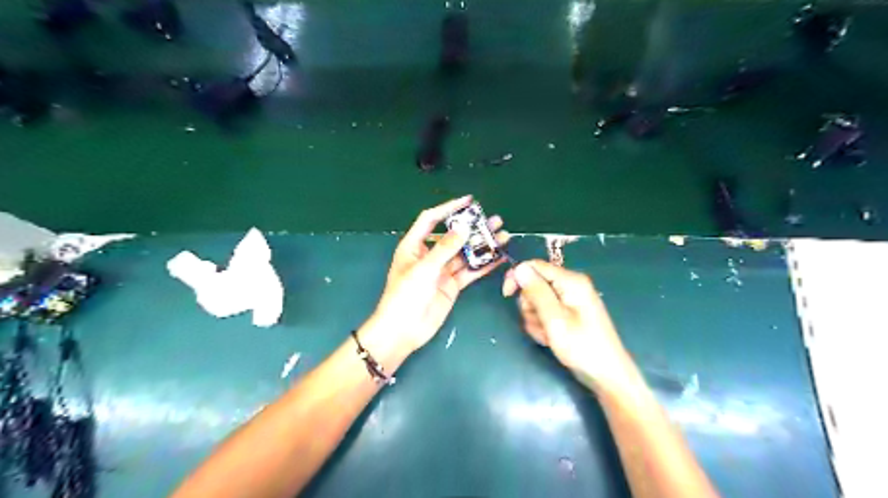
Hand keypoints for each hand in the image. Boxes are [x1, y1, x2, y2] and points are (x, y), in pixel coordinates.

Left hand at [361, 195, 509, 368]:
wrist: (403, 330)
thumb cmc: (405, 295)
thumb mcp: (423, 269)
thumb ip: (444, 249)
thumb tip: (463, 228)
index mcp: (414, 246)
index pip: (431, 219)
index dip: (448, 208)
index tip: (468, 201)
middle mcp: (429, 255)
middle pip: (453, 236)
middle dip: (473, 228)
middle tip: (494, 220)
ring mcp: (442, 271)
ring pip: (465, 254)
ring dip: (482, 245)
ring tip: (502, 236)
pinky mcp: (452, 285)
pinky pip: (470, 272)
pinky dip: (483, 265)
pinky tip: (498, 257)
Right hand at [502, 261, 633, 392]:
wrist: (606, 375)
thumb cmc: (582, 347)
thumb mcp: (554, 319)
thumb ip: (537, 292)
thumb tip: (519, 268)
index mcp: (571, 281)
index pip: (535, 266)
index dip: (517, 277)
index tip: (506, 295)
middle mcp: (570, 286)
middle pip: (534, 284)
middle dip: (530, 305)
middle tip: (540, 323)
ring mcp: (569, 300)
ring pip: (537, 301)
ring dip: (535, 319)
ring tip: (548, 335)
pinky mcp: (567, 313)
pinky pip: (545, 312)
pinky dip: (542, 325)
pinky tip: (550, 338)